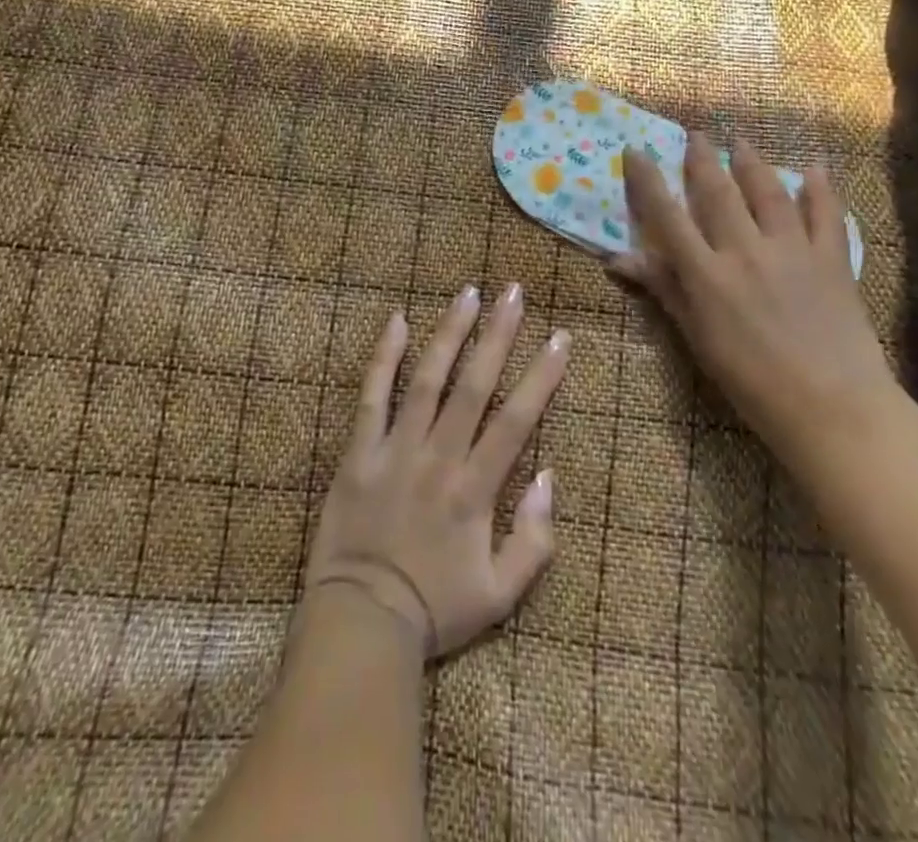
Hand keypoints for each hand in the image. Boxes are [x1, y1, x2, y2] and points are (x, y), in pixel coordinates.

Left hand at [305, 285, 569, 657]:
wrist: (359, 625)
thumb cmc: (434, 611)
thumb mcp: (500, 596)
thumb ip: (533, 541)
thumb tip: (548, 477)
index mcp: (474, 491)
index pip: (515, 420)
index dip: (541, 376)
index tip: (559, 337)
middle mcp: (438, 459)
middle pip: (474, 385)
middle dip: (498, 335)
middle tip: (514, 292)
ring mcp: (394, 450)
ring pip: (426, 379)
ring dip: (449, 333)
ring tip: (468, 293)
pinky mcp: (358, 452)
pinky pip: (371, 397)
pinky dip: (383, 358)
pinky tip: (396, 321)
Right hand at [612, 134, 893, 464]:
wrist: (832, 408)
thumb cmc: (752, 382)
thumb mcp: (698, 339)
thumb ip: (665, 291)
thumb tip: (620, 259)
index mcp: (707, 274)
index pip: (668, 216)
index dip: (648, 181)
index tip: (636, 150)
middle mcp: (745, 251)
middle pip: (717, 192)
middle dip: (702, 159)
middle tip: (694, 134)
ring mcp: (792, 250)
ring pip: (767, 192)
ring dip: (752, 162)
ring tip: (741, 140)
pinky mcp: (832, 259)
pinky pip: (826, 214)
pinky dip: (820, 188)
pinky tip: (815, 169)